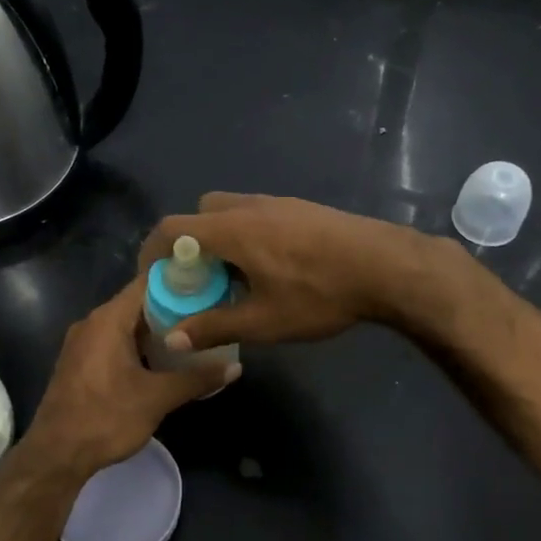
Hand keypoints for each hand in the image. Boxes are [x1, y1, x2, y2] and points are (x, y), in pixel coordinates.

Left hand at [20, 275, 238, 482]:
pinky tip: (163, 360)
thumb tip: (236, 367)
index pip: (148, 282)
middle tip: (209, 312)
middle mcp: (93, 322)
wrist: (56, 455)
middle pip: (138, 302)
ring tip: (193, 335)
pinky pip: (114, 341)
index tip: (209, 283)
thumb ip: (197, 378)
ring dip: (157, 330)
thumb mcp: (157, 398)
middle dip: (173, 307)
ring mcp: (83, 342)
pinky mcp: (80, 362)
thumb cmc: (106, 418)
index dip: (180, 280)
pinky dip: (139, 345)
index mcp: (109, 319)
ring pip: (127, 324)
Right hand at [137, 193, 451, 351]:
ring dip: (221, 239)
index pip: (172, 228)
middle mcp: (249, 207)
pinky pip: (257, 214)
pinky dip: (247, 235)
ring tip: (236, 277)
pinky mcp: (302, 208)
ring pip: (231, 211)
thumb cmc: (319, 294)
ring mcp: (278, 203)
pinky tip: (272, 268)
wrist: (386, 266)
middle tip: (199, 278)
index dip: (153, 252)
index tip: (155, 279)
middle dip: (190, 243)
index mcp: (231, 230)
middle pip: (200, 213)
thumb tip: (174, 337)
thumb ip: (214, 326)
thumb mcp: (263, 321)